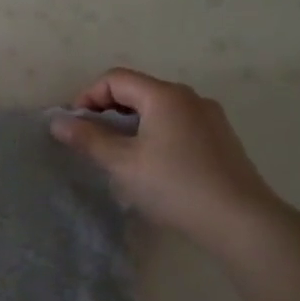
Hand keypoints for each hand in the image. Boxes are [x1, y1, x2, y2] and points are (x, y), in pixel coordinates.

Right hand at [51, 67, 279, 244]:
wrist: (241, 221)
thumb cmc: (175, 185)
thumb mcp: (122, 163)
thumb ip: (88, 138)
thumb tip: (58, 122)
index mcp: (165, 95)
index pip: (115, 79)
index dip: (88, 97)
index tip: (76, 127)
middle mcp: (190, 97)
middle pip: (138, 90)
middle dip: (108, 111)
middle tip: (93, 142)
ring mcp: (210, 118)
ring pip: (158, 109)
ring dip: (131, 124)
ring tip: (120, 156)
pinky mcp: (222, 139)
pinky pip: (178, 124)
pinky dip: (155, 134)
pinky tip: (153, 166)